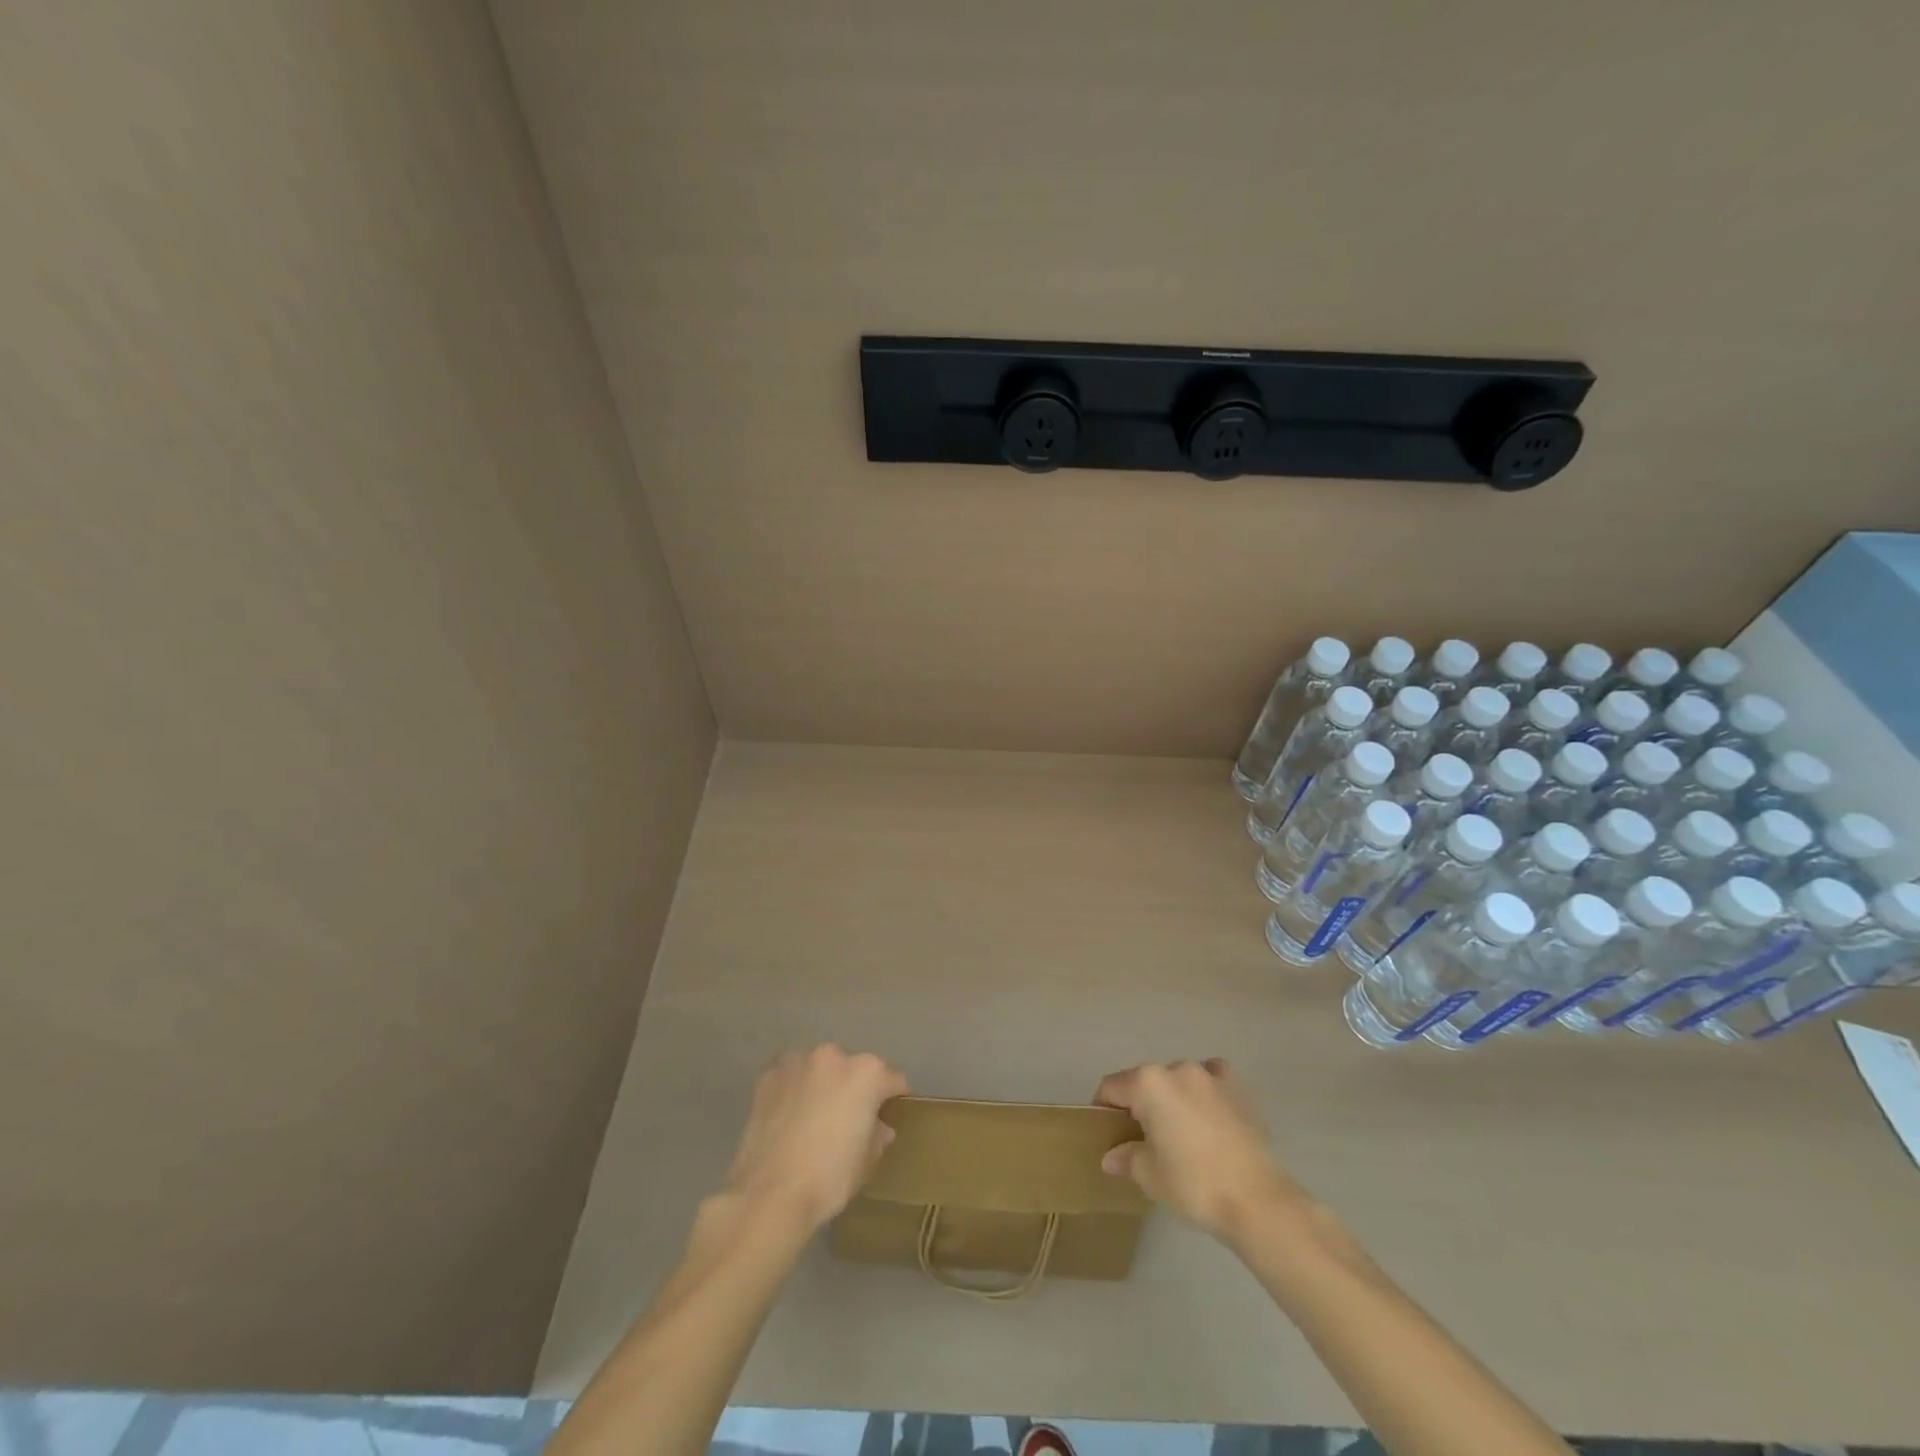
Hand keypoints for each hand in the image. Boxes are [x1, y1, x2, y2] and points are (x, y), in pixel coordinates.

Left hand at [723, 1045, 907, 1232]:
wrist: (770, 1194)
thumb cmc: (829, 1178)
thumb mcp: (866, 1162)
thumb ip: (877, 1136)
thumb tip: (879, 1128)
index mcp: (866, 1073)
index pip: (892, 1080)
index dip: (892, 1099)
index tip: (889, 1115)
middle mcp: (833, 1056)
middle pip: (852, 1069)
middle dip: (853, 1089)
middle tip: (847, 1120)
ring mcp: (797, 1063)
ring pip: (818, 1069)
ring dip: (821, 1085)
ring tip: (813, 1117)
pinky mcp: (767, 1077)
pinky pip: (789, 1079)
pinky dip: (792, 1092)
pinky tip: (788, 1119)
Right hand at [1094, 1058, 1300, 1243]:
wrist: (1257, 1200)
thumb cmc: (1193, 1183)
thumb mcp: (1150, 1175)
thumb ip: (1126, 1157)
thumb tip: (1111, 1156)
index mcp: (1148, 1083)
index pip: (1112, 1087)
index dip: (1102, 1108)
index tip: (1105, 1133)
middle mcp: (1176, 1068)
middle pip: (1144, 1081)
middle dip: (1138, 1105)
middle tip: (1140, 1139)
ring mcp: (1210, 1075)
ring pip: (1177, 1079)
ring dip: (1170, 1098)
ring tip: (1177, 1132)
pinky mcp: (1237, 1088)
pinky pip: (1211, 1078)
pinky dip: (1204, 1090)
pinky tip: (1206, 1113)